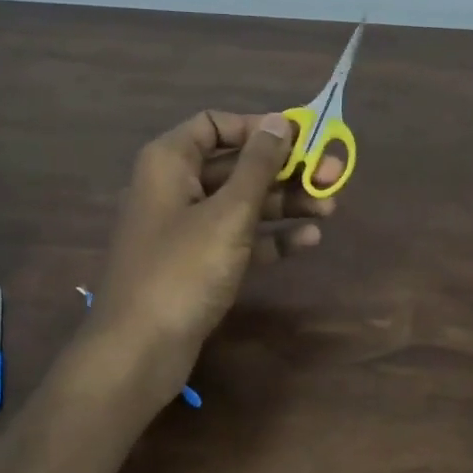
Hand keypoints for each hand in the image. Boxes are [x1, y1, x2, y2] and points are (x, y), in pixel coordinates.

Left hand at [90, 111, 341, 409]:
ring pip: (242, 202)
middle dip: (285, 169)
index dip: (258, 127)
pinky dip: (271, 236)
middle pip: (236, 165)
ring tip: (330, 208)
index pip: (215, 124)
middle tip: (332, 175)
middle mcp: (176, 188)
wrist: (140, 350)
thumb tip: (280, 121)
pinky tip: (308, 240)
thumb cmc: (183, 270)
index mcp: (170, 162)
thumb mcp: (228, 213)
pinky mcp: (199, 263)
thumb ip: (258, 165)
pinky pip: (240, 238)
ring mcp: (187, 228)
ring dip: (285, 202)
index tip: (300, 137)